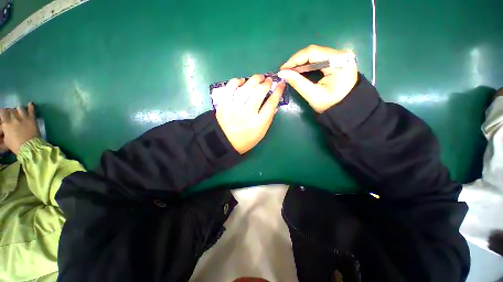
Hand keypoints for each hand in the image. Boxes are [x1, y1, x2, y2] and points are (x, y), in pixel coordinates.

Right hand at [0, 103, 40, 153]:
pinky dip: (30, 106)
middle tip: (10, 115)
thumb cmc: (16, 145)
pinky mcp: (32, 119)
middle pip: (10, 110)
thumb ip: (5, 131)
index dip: (2, 112)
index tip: (2, 115)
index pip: (2, 112)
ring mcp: (24, 117)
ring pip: (19, 108)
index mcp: (7, 123)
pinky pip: (31, 110)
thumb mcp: (6, 139)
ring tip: (18, 112)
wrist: (30, 147)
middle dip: (9, 112)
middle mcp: (14, 118)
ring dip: (18, 110)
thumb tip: (4, 129)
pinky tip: (30, 103)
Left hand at [216, 74, 284, 153]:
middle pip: (259, 92)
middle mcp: (248, 113)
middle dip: (266, 83)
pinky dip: (237, 81)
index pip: (271, 103)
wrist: (224, 142)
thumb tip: (275, 105)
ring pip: (246, 87)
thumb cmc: (245, 140)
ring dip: (254, 79)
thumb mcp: (261, 134)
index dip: (278, 91)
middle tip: (268, 80)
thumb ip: (269, 119)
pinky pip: (230, 87)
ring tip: (258, 77)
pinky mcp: (224, 104)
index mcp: (259, 122)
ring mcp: (234, 107)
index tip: (280, 84)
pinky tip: (242, 81)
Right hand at [278, 45, 357, 112]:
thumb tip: (282, 73)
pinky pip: (319, 58)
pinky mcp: (338, 60)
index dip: (294, 59)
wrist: (347, 108)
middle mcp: (341, 54)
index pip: (312, 52)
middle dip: (297, 61)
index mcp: (338, 62)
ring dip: (301, 63)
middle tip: (285, 71)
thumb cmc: (331, 104)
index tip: (282, 69)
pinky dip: (308, 64)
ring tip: (290, 72)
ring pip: (315, 54)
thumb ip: (297, 82)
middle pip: (313, 52)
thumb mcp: (312, 95)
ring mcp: (340, 56)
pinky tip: (300, 71)